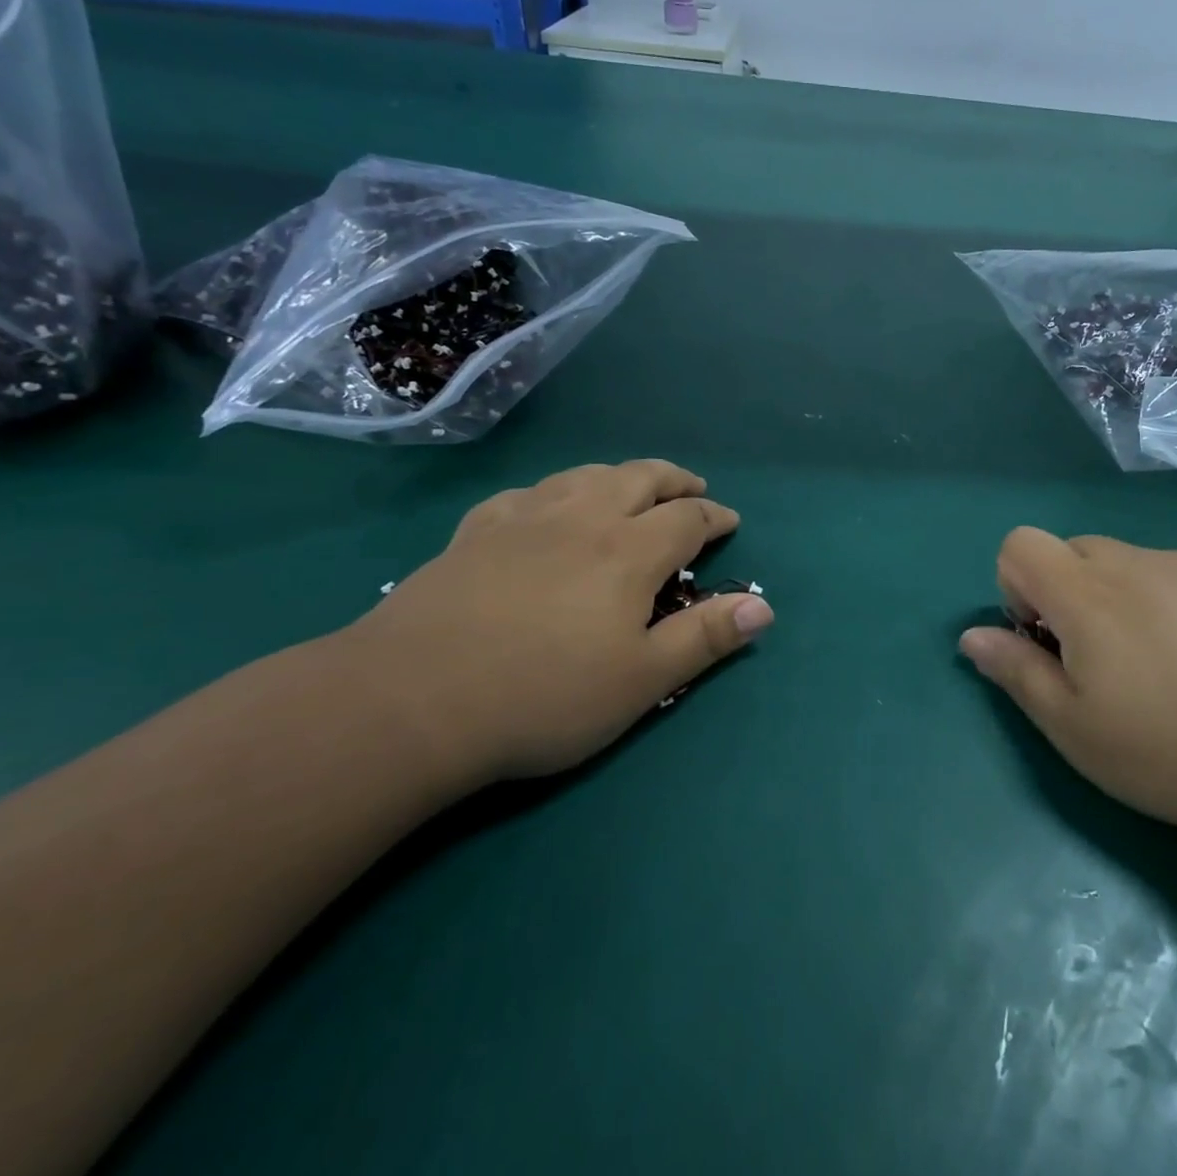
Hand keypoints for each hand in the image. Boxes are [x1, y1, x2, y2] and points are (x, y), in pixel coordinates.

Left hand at [349, 460, 771, 786]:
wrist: (412, 700)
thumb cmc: (543, 696)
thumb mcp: (642, 681)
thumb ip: (705, 638)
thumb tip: (764, 606)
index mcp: (628, 551)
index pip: (686, 518)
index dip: (714, 516)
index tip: (729, 521)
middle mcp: (582, 518)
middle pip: (639, 478)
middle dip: (673, 480)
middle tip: (690, 488)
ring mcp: (523, 519)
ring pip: (584, 476)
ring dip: (619, 475)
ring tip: (630, 487)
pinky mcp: (475, 532)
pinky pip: (526, 494)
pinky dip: (553, 492)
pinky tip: (546, 507)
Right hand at [959, 528, 1176, 839]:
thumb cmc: (1174, 753)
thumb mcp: (1075, 730)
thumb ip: (1016, 672)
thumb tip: (971, 636)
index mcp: (1087, 595)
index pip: (1020, 544)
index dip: (1017, 588)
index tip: (1047, 640)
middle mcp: (1137, 562)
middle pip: (1075, 551)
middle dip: (1070, 594)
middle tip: (1103, 661)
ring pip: (1131, 563)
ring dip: (1125, 599)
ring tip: (1168, 666)